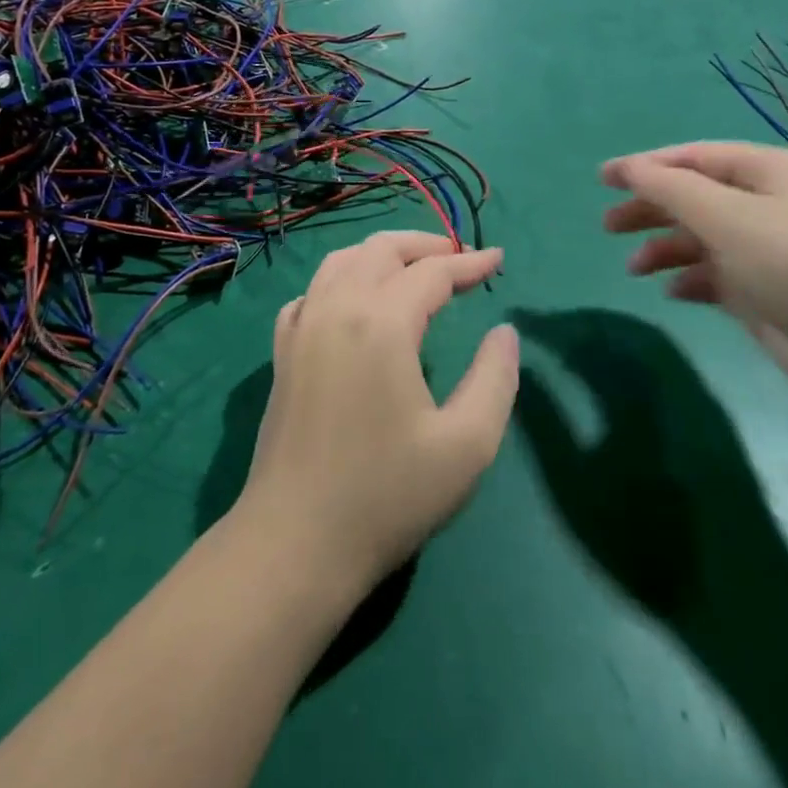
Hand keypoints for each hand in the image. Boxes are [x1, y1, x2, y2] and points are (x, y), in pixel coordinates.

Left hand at [232, 232, 517, 591]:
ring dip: (381, 255)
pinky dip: (341, 280)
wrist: (296, 542)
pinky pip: (312, 292)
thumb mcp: (466, 445)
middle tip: (460, 261)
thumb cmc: (388, 495)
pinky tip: (354, 304)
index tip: (498, 260)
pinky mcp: (283, 352)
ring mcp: (302, 327)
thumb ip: (495, 378)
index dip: (470, 263)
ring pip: (341, 261)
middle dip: (425, 245)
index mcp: (381, 322)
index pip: (432, 271)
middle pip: (381, 250)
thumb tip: (503, 331)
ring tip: (413, 271)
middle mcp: (337, 308)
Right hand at [602, 142, 787, 405]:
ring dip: (665, 249)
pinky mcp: (768, 293)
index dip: (646, 166)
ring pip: (702, 239)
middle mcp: (769, 204)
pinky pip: (717, 277)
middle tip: (608, 226)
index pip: (694, 158)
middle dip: (650, 209)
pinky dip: (692, 280)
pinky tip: (674, 292)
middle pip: (695, 197)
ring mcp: (769, 250)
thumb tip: (627, 168)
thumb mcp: (725, 215)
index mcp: (768, 172)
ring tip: (634, 268)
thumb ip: (670, 188)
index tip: (603, 179)